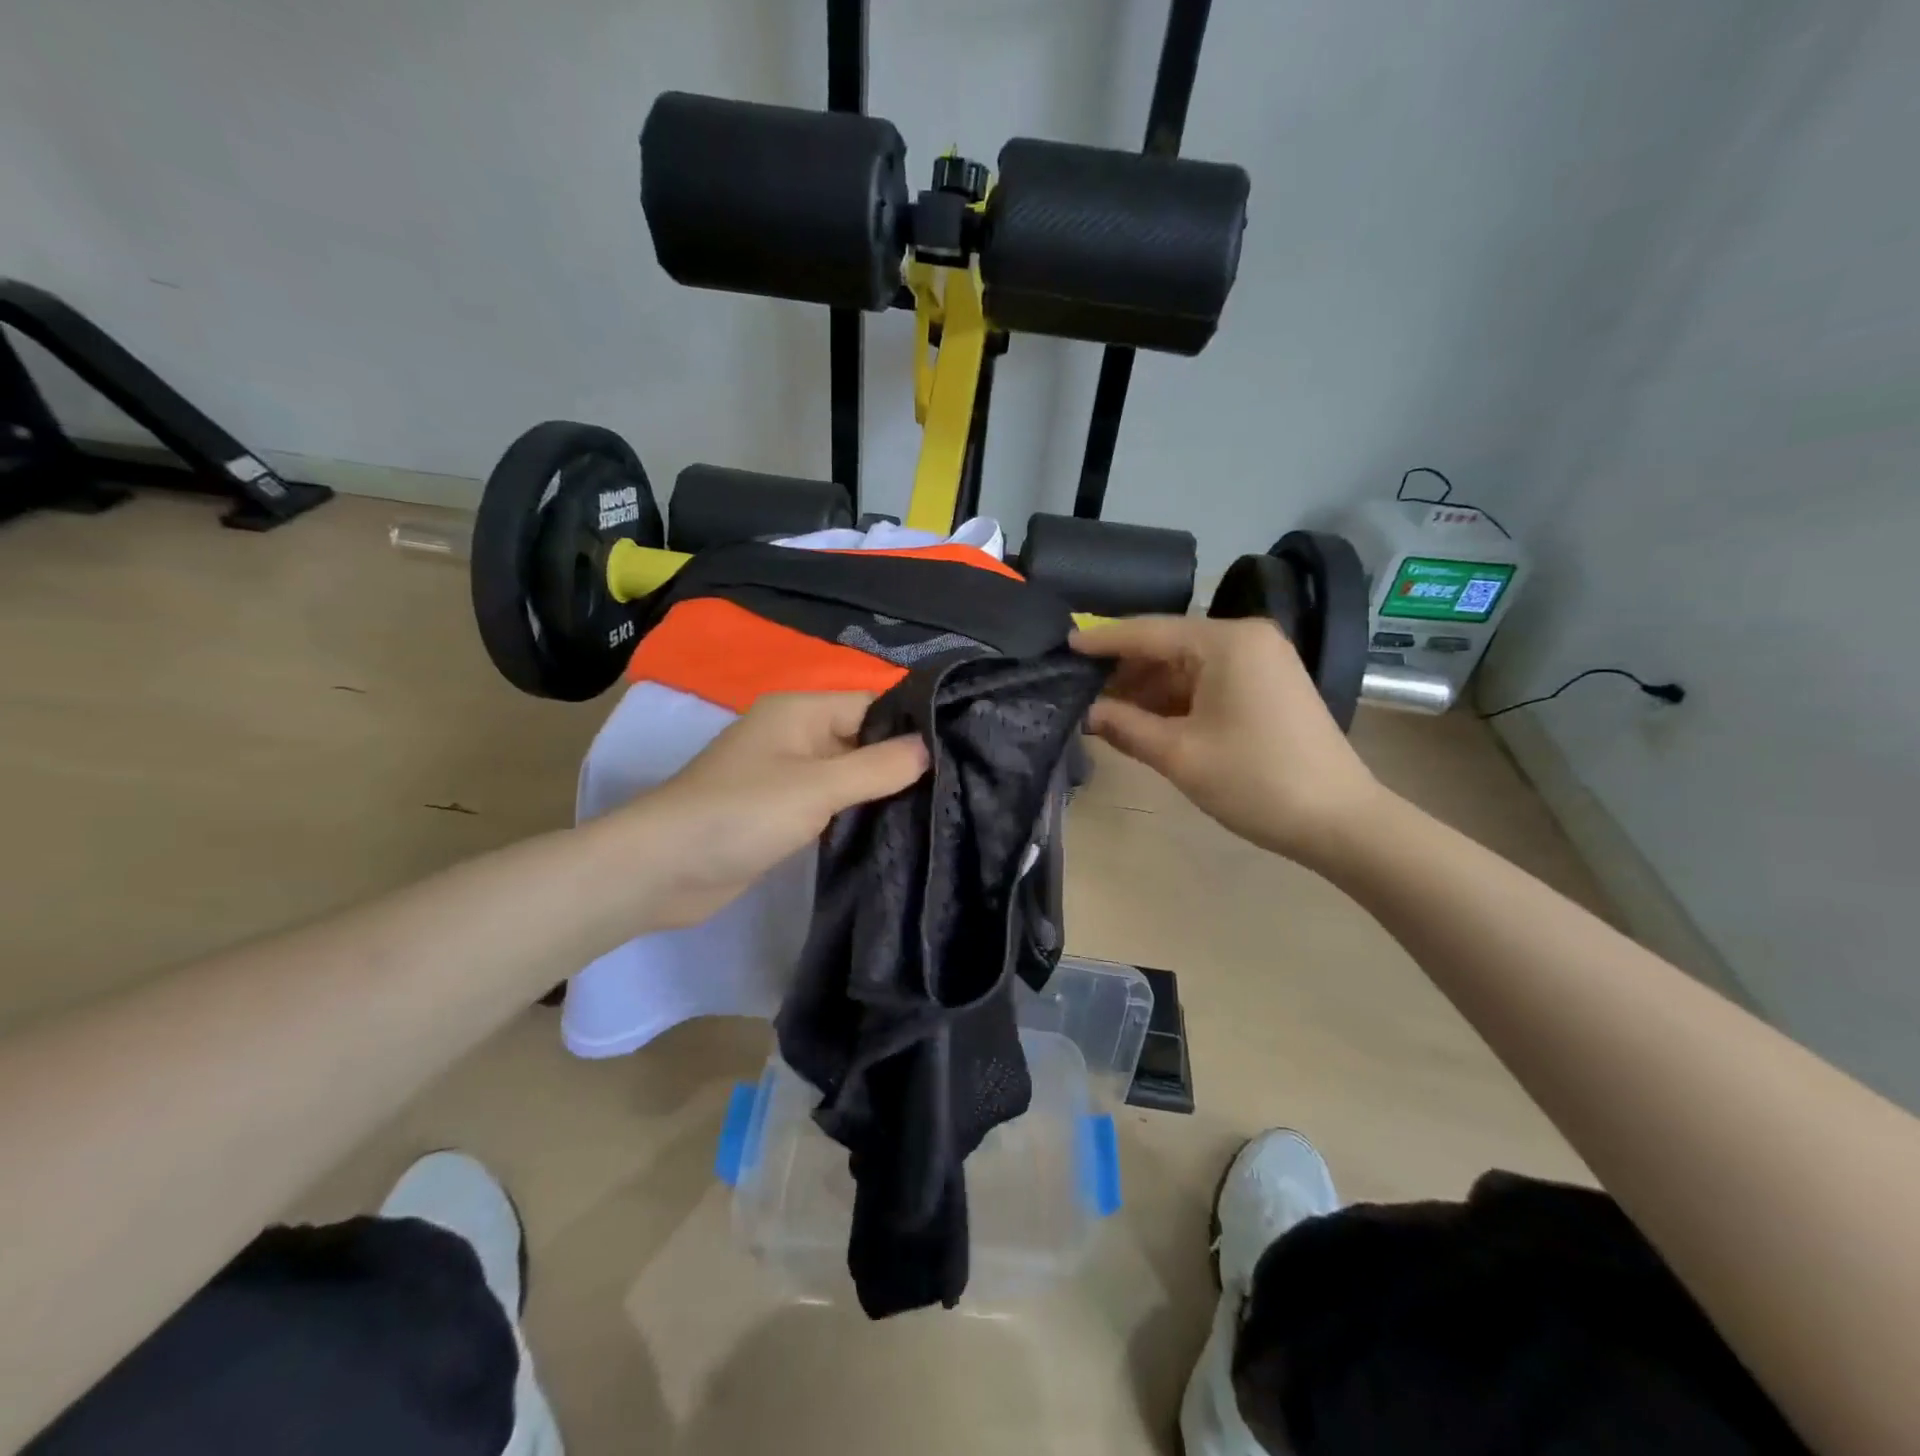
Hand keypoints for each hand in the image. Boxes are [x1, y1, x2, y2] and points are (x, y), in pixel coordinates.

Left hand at [617, 692, 927, 929]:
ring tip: (939, 808)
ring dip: (882, 790)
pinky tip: (895, 828)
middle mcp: (797, 734)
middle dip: (903, 761)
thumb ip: (878, 766)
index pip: (876, 705)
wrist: (662, 870)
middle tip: (958, 787)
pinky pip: (832, 802)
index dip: (916, 725)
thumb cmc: (740, 814)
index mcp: (802, 710)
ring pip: (850, 773)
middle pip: (865, 739)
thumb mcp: (817, 786)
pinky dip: (858, 812)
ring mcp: (788, 774)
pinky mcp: (783, 811)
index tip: (963, 751)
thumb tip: (933, 747)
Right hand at [1070, 616, 1382, 863]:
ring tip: (1105, 714)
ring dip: (1148, 691)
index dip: (1103, 641)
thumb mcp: (1179, 754)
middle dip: (1124, 673)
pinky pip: (1209, 684)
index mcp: (1227, 642)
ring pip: (1187, 668)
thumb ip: (1126, 726)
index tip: (1064, 646)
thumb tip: (1088, 713)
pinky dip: (1176, 702)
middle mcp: (1246, 639)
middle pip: (1168, 647)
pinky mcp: (1268, 688)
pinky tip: (1145, 722)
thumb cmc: (1255, 780)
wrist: (1340, 821)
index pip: (1150, 631)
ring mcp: (1262, 662)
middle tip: (1079, 693)